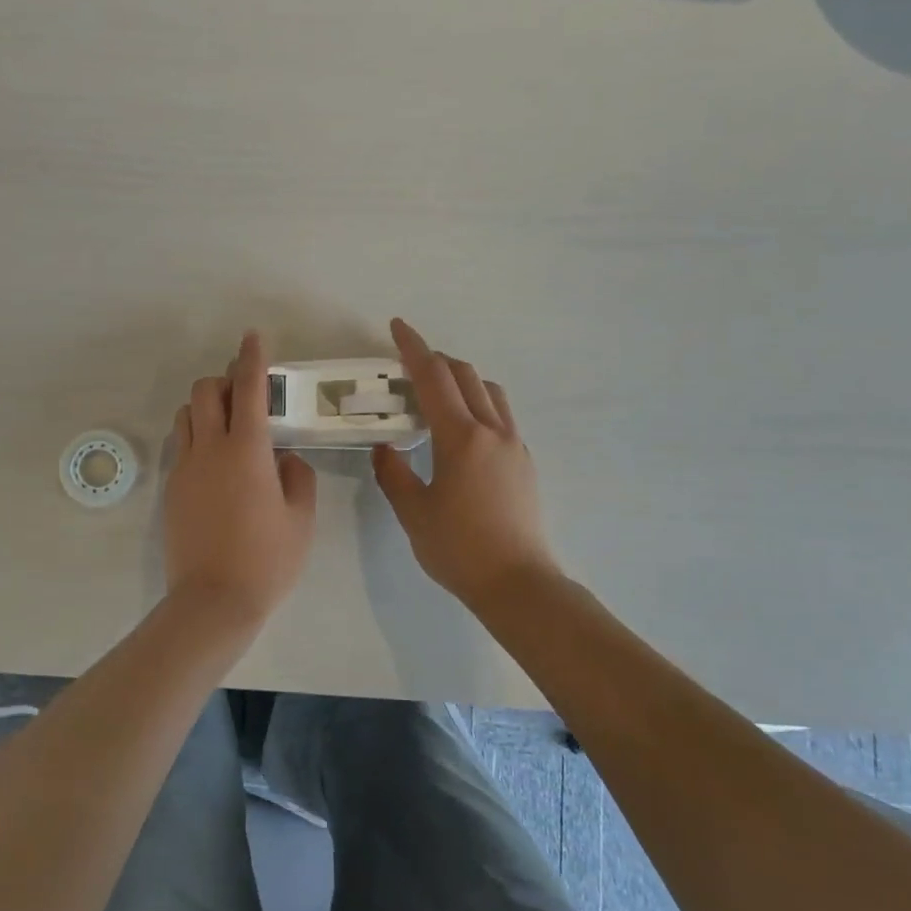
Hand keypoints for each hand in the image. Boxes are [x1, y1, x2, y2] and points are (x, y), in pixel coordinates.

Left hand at [164, 331, 318, 626]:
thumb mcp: (301, 518)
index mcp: (246, 450)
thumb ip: (297, 477)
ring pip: (185, 416)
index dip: (252, 358)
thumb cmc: (267, 560)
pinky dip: (196, 437)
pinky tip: (215, 464)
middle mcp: (209, 449)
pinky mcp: (171, 490)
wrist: (213, 601)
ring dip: (205, 408)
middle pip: (204, 391)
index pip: (248, 389)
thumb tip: (284, 459)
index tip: (252, 337)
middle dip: (223, 380)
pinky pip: (180, 446)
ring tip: (228, 428)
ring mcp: (184, 469)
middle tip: (245, 396)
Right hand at [372, 318, 559, 607]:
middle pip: (466, 375)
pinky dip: (478, 404)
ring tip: (437, 395)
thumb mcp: (413, 512)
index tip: (398, 327)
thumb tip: (385, 449)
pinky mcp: (525, 462)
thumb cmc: (459, 549)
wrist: (518, 583)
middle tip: (409, 365)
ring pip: (490, 392)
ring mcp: (515, 445)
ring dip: (462, 380)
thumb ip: (393, 474)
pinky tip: (461, 431)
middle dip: (437, 360)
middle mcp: (493, 431)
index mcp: (462, 438)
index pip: (434, 378)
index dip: (414, 349)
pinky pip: (501, 415)